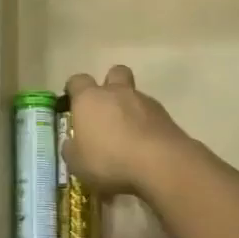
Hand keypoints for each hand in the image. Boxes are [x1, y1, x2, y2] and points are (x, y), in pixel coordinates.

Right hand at [62, 65, 187, 196]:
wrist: (160, 164)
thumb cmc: (109, 160)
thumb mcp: (77, 163)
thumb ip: (72, 149)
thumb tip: (72, 143)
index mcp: (89, 98)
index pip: (77, 81)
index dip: (74, 89)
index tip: (72, 102)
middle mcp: (117, 92)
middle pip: (114, 73)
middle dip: (110, 85)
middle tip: (105, 109)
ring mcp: (145, 102)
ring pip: (135, 96)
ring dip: (130, 109)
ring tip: (128, 136)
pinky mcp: (166, 116)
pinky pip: (152, 115)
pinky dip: (147, 125)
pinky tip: (145, 146)